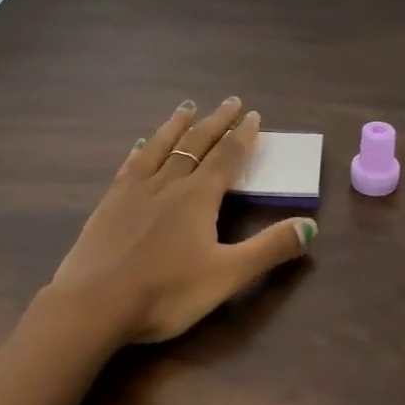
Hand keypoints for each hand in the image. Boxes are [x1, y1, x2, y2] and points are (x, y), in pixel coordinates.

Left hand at [50, 97, 316, 343]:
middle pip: (196, 144)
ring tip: (187, 108)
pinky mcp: (109, 203)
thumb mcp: (226, 275)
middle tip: (230, 101)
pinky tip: (141, 145)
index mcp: (198, 197)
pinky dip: (143, 150)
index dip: (243, 136)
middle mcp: (168, 183)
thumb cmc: (166, 292)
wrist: (94, 303)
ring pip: (161, 147)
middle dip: (216, 122)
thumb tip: (310, 225)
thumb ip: (269, 249)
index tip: (253, 115)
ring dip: (178, 126)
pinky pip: (131, 165)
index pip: (227, 157)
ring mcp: (134, 190)